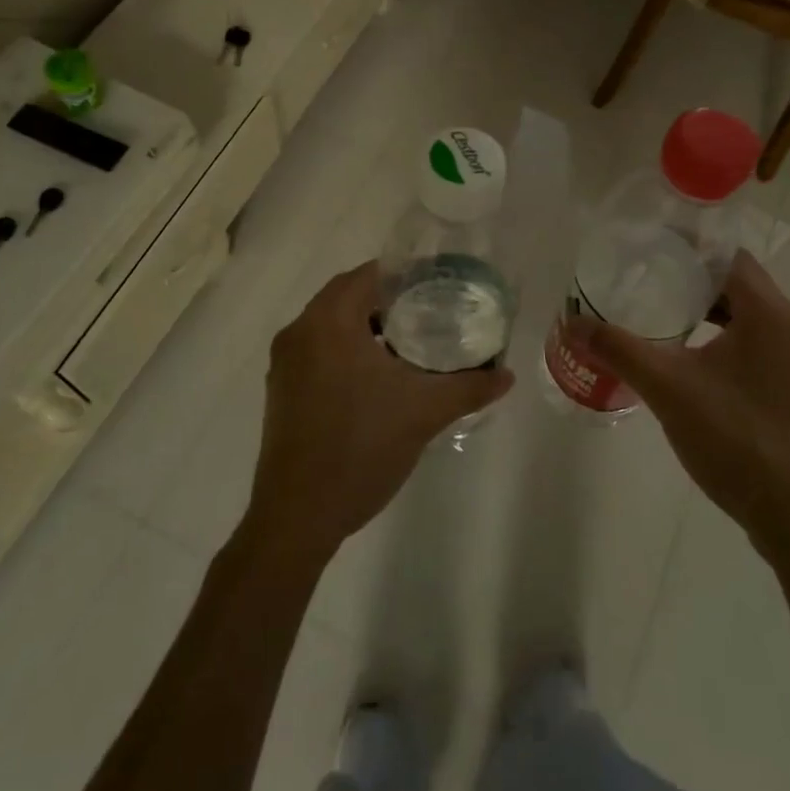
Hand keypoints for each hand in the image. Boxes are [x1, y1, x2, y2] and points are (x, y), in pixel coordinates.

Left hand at [241, 262, 514, 566]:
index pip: (366, 275)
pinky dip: (347, 351)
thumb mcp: (423, 413)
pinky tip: (379, 378)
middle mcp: (298, 333)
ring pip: (331, 327)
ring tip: (411, 343)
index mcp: (327, 323)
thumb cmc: (361, 448)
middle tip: (430, 312)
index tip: (437, 284)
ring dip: (367, 328)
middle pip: (347, 297)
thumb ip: (469, 387)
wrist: (298, 515)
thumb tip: (507, 375)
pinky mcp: (282, 391)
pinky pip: (318, 352)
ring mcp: (285, 364)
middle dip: (388, 301)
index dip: (404, 275)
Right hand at [572, 250, 789, 531]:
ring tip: (661, 316)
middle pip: (739, 285)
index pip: (730, 257)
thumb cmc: (735, 439)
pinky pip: (758, 346)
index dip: (689, 248)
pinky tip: (690, 361)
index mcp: (771, 315)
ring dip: (709, 312)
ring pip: (749, 318)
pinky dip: (724, 340)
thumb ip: (619, 349)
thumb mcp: (668, 389)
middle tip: (645, 280)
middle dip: (692, 281)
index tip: (649, 248)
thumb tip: (573, 322)